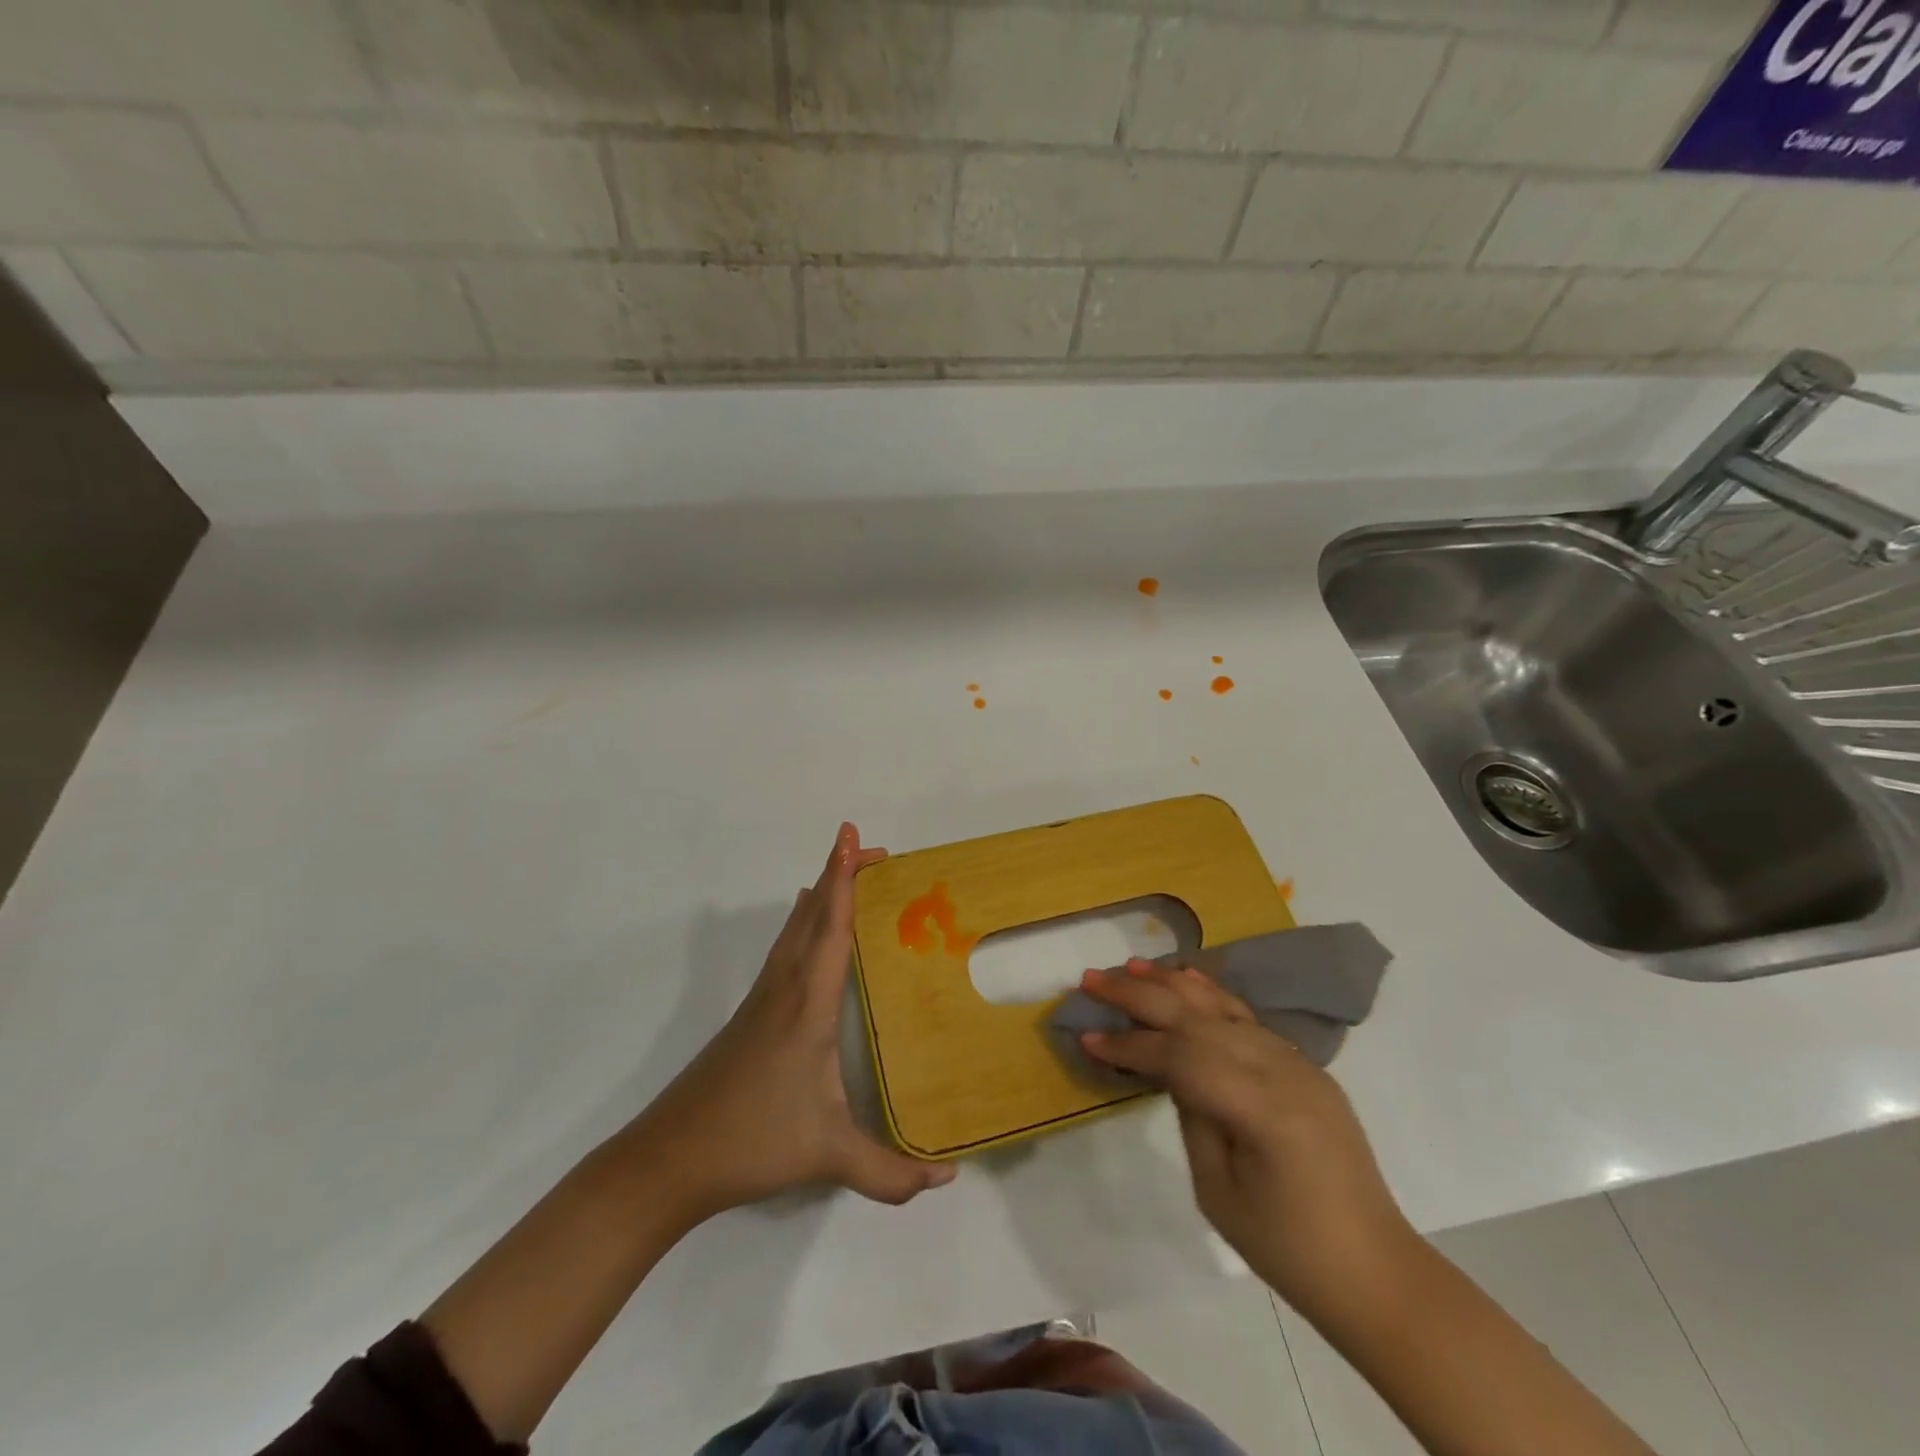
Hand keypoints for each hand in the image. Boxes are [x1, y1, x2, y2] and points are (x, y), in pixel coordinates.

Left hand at [635, 823, 955, 1217]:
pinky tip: (804, 924)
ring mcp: (763, 998)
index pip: (830, 929)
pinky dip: (803, 921)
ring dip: (820, 894)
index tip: (850, 837)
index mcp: (807, 1005)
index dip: (843, 880)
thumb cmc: (751, 1143)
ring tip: (845, 873)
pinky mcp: (751, 1013)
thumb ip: (889, 1173)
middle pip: (812, 914)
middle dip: (839, 874)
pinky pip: (784, 948)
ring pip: (794, 928)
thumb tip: (947, 1180)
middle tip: (871, 850)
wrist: (669, 1159)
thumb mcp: (827, 1156)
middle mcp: (784, 988)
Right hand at [1078, 959, 1413, 1314]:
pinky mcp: (1303, 1066)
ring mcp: (1297, 1062)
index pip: (1180, 1056)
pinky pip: (1249, 1020)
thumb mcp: (1218, 1191)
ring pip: (1223, 1007)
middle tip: (1092, 980)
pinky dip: (1213, 996)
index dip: (1129, 1045)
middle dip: (1140, 995)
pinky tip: (1187, 980)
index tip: (1087, 1038)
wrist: (1375, 1270)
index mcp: (1261, 1107)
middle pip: (1197, 1017)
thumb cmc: (1288, 1248)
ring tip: (1130, 967)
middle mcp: (1281, 1069)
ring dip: (1172, 984)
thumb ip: (1191, 1115)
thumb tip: (1169, 1070)